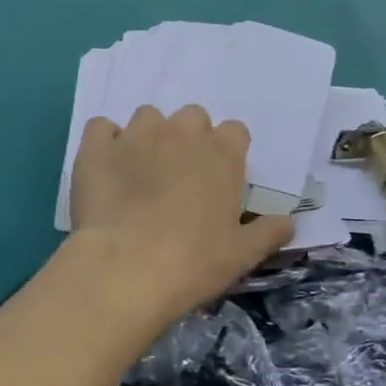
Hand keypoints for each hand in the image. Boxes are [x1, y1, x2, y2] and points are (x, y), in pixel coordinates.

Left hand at [69, 105, 292, 323]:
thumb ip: (269, 232)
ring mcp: (136, 134)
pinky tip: (105, 168)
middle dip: (188, 139)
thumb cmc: (193, 262)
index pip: (234, 131)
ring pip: (147, 117)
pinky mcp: (96, 146)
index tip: (218, 180)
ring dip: (148, 137)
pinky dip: (104, 142)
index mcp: (221, 153)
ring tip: (139, 172)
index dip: (227, 153)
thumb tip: (288, 223)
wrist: (126, 268)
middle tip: (179, 177)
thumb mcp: (243, 254)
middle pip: (192, 117)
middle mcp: (181, 132)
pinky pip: (101, 127)